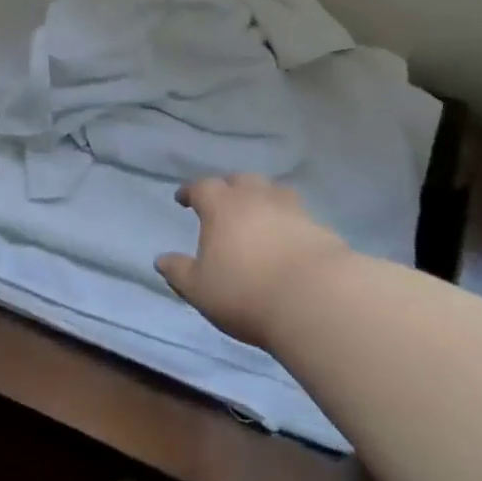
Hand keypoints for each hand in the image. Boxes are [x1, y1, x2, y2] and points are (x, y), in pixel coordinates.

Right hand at [156, 175, 351, 347]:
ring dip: (262, 197)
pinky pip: (298, 214)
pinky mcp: (320, 228)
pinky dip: (288, 220)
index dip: (190, 191)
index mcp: (221, 206)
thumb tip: (161, 260)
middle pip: (240, 180)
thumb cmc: (245, 292)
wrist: (315, 300)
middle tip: (223, 201)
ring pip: (273, 191)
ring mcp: (292, 210)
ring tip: (258, 212)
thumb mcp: (199, 289)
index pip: (201, 187)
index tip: (183, 199)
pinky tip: (287, 236)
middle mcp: (256, 198)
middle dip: (228, 187)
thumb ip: (179, 272)